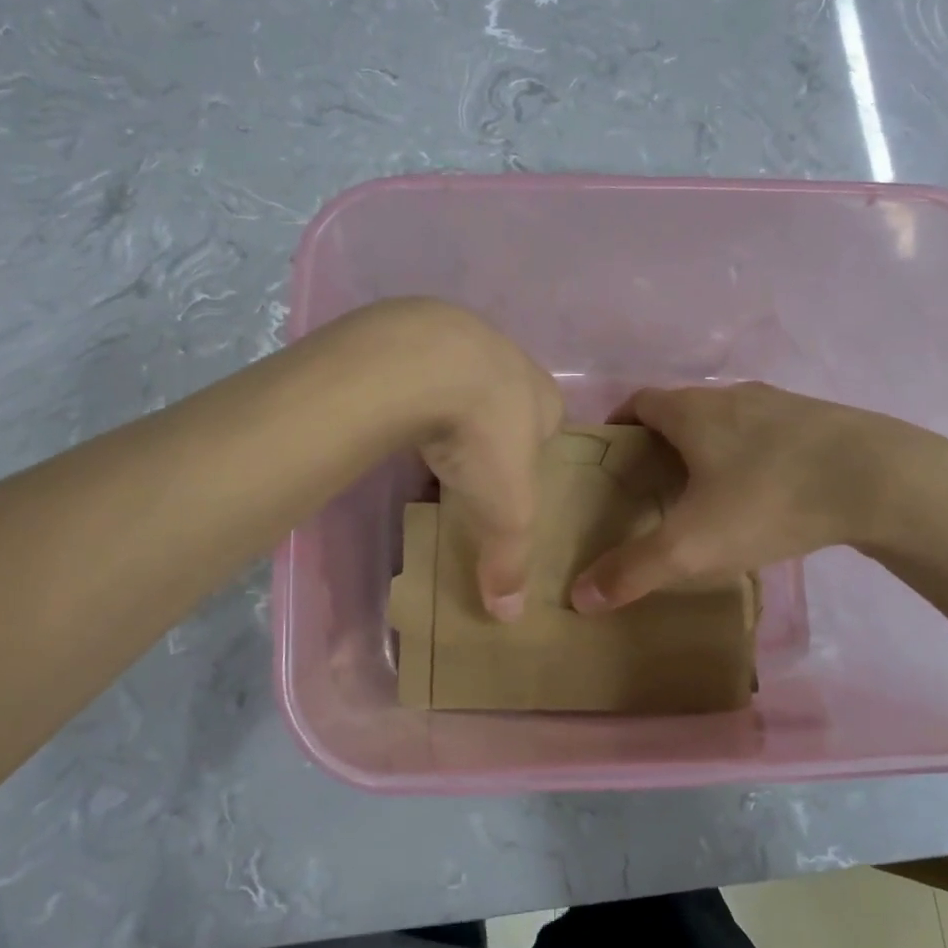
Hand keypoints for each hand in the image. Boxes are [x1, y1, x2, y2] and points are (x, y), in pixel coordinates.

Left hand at [353, 299, 562, 621]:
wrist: (424, 362)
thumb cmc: (485, 436)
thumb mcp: (506, 509)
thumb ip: (510, 559)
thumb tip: (509, 615)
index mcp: (546, 398)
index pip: (551, 428)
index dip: (534, 455)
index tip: (511, 480)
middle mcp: (512, 362)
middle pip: (507, 402)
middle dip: (492, 429)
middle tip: (469, 464)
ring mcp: (464, 339)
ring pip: (463, 380)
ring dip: (450, 406)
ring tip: (430, 441)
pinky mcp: (416, 331)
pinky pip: (422, 368)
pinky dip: (413, 390)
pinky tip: (397, 412)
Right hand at [569, 382, 941, 612]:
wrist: (883, 479)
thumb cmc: (770, 499)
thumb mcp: (693, 545)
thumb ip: (633, 570)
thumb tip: (579, 596)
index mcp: (692, 411)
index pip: (638, 402)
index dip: (618, 426)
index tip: (611, 459)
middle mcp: (730, 396)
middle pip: (681, 410)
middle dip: (660, 443)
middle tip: (653, 487)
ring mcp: (779, 404)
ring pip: (727, 421)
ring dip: (709, 448)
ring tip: (707, 494)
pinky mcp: (819, 421)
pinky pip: (767, 433)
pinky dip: (751, 455)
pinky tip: (766, 494)